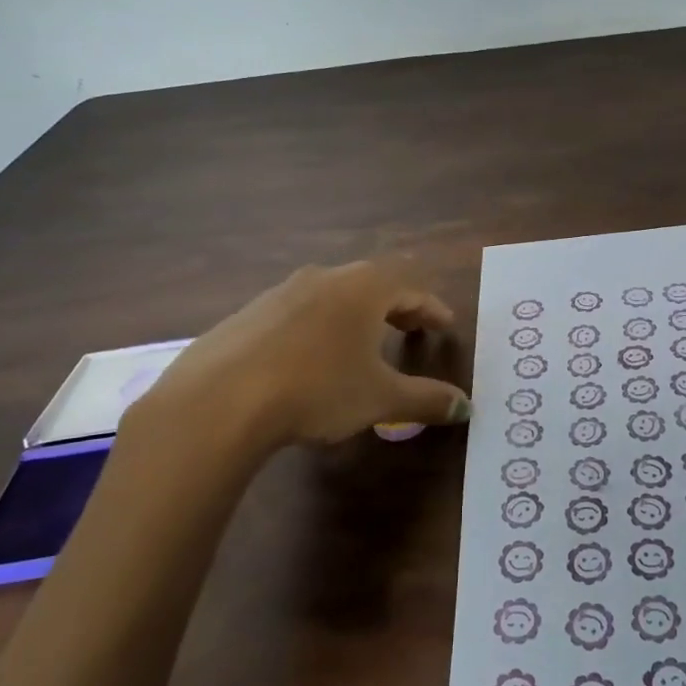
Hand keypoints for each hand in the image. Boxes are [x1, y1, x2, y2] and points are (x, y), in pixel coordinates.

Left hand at [127, 261, 469, 458]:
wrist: (219, 399)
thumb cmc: (317, 389)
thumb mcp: (380, 398)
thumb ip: (426, 399)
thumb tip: (466, 406)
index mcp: (363, 289)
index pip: (410, 287)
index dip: (431, 308)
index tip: (445, 324)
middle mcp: (325, 279)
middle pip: (372, 283)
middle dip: (397, 305)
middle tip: (412, 328)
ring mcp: (281, 293)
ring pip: (332, 295)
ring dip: (355, 314)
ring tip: (363, 342)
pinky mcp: (248, 315)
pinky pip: (297, 313)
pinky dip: (318, 328)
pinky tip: (310, 359)